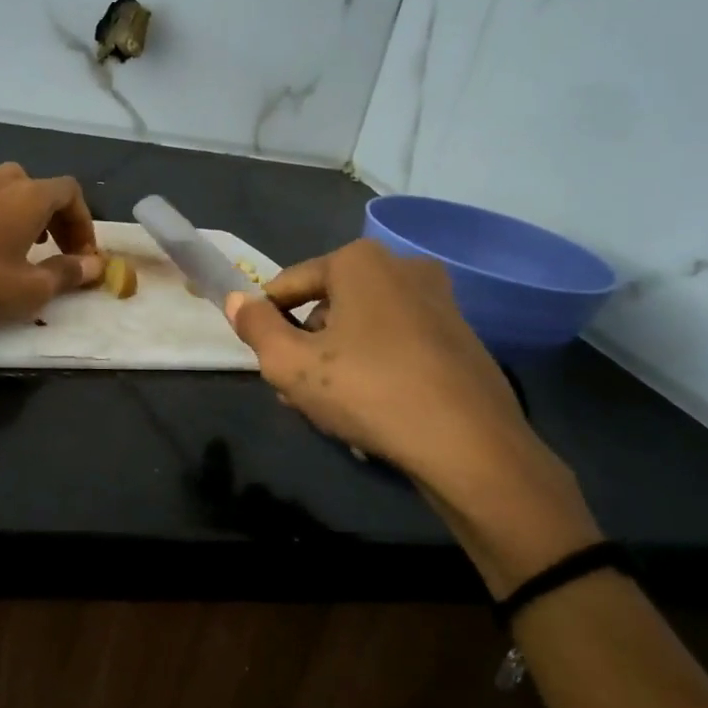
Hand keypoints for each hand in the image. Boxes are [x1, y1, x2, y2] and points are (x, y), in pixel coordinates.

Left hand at [0, 162, 103, 322]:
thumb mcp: (31, 289)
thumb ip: (68, 273)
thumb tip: (95, 266)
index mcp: (30, 197)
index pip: (70, 193)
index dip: (82, 221)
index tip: (81, 253)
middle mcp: (1, 180)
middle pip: (40, 187)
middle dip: (55, 216)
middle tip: (56, 249)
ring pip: (4, 180)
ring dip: (19, 203)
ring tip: (18, 233)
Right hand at [227, 239, 598, 592]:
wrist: (470, 445)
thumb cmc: (369, 392)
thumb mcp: (290, 364)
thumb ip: (255, 328)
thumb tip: (237, 300)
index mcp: (360, 261)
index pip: (289, 284)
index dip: (267, 322)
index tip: (265, 362)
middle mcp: (402, 267)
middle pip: (327, 305)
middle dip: (305, 346)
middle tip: (295, 393)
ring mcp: (438, 300)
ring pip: (362, 327)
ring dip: (337, 361)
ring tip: (329, 410)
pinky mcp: (460, 335)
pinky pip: (396, 344)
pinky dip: (375, 368)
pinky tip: (371, 410)